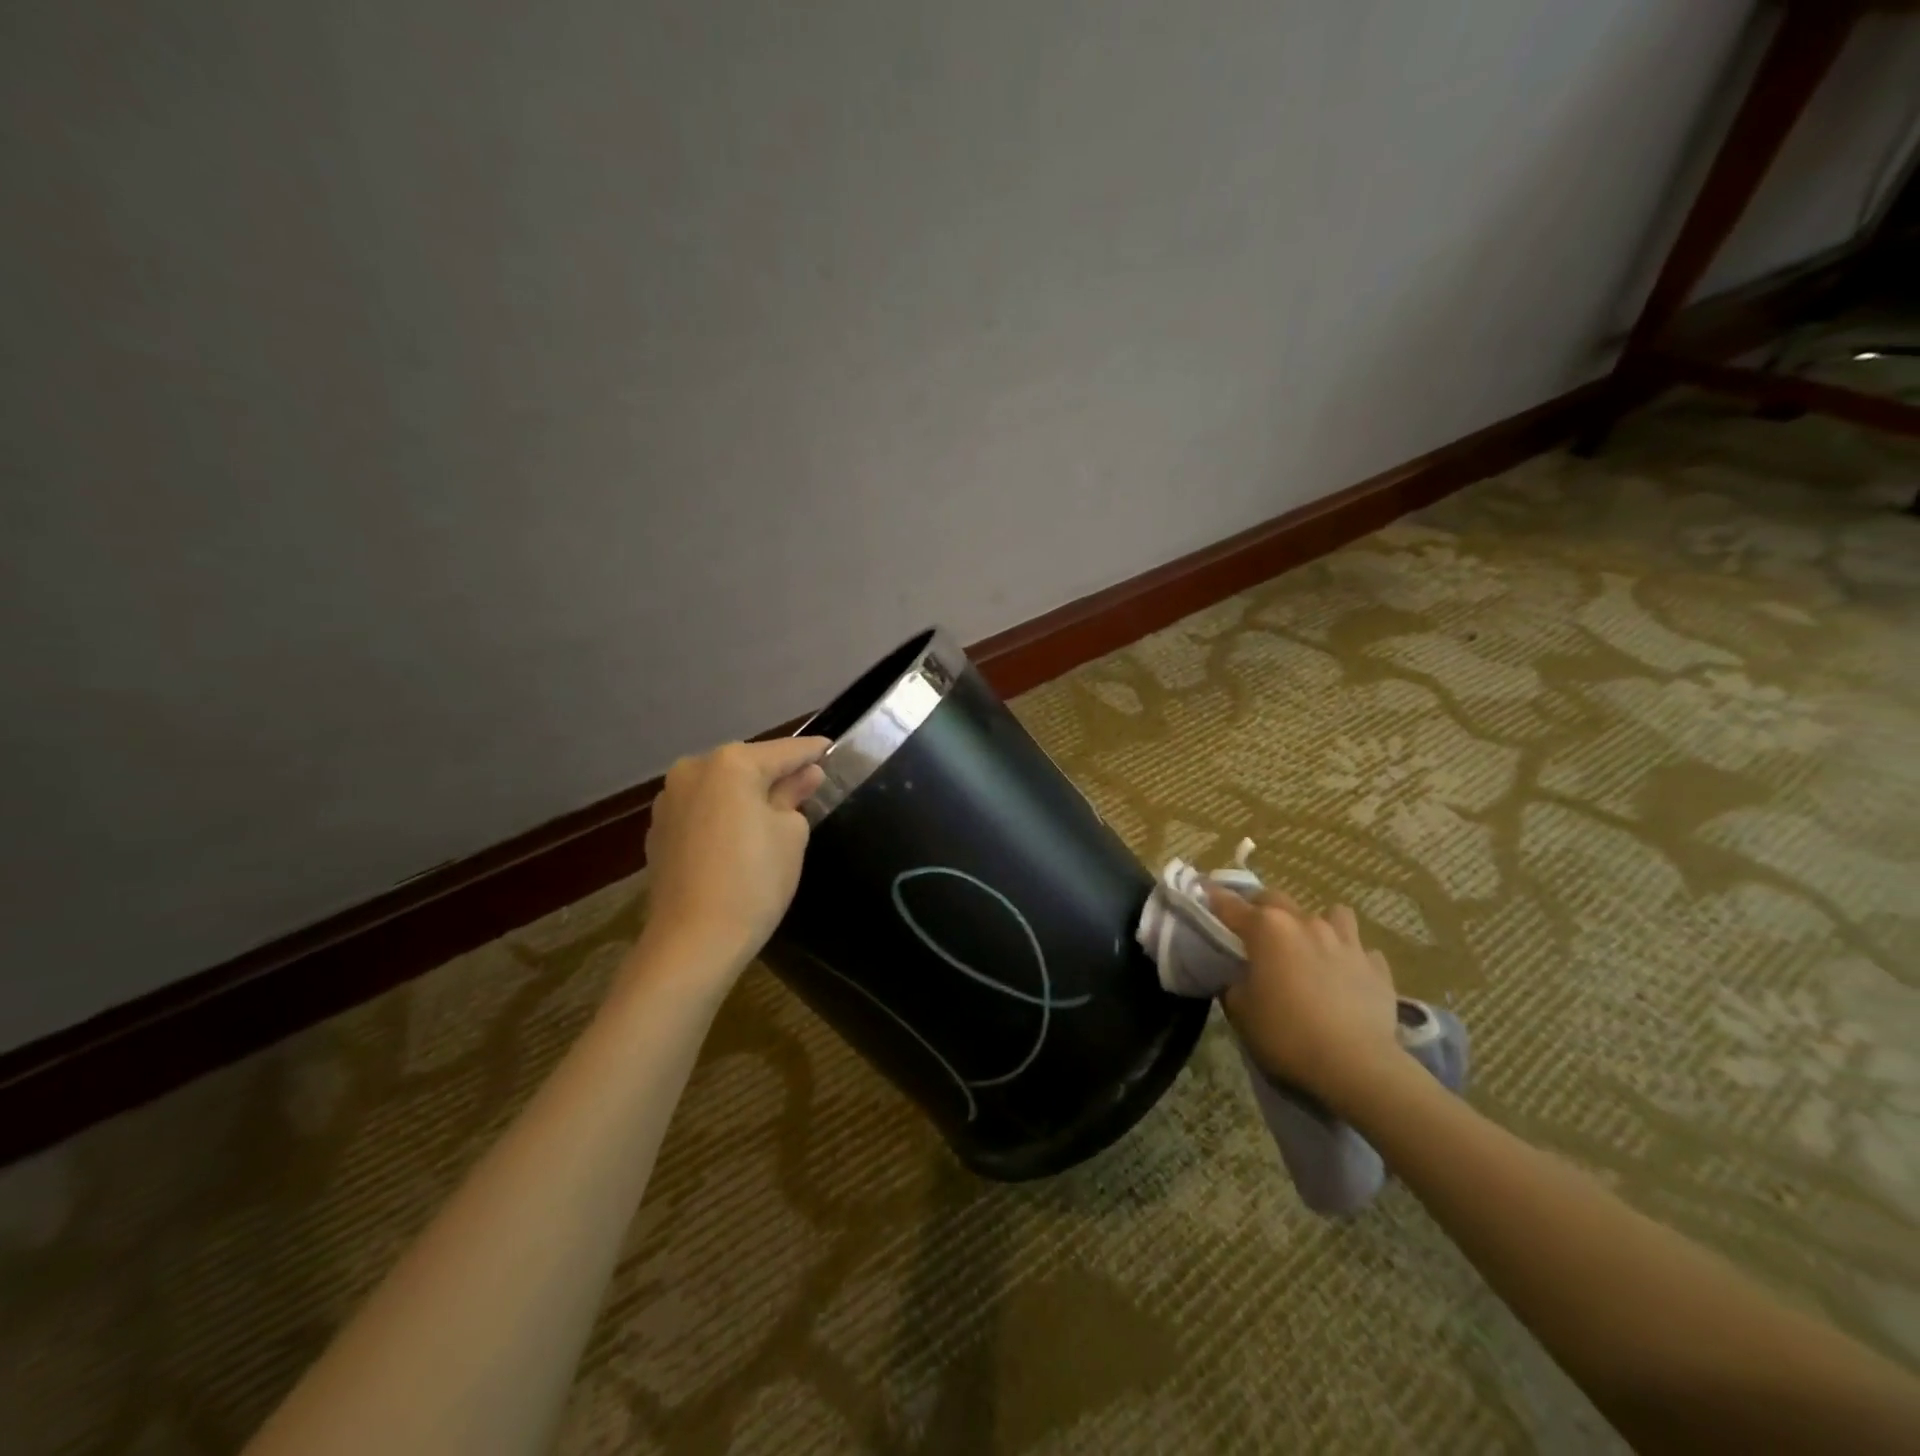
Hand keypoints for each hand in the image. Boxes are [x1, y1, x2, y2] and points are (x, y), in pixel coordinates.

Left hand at [639, 737, 829, 973]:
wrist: (693, 941)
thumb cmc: (755, 880)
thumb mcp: (790, 834)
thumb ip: (795, 795)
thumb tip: (804, 776)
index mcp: (730, 763)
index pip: (785, 751)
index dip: (812, 751)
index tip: (831, 748)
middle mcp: (693, 770)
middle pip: (747, 765)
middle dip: (776, 773)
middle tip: (807, 785)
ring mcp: (669, 800)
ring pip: (721, 787)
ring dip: (747, 794)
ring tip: (774, 812)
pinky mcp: (658, 831)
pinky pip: (702, 811)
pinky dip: (723, 815)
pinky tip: (739, 836)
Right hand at [1205, 887, 1402, 1114]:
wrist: (1356, 1065)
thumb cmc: (1287, 1034)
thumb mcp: (1241, 1012)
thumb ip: (1235, 984)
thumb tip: (1239, 977)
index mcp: (1266, 930)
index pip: (1230, 905)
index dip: (1214, 898)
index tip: (1204, 892)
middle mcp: (1305, 924)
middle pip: (1276, 899)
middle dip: (1262, 908)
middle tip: (1255, 930)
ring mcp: (1346, 942)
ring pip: (1333, 914)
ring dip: (1318, 924)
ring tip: (1311, 947)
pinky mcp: (1377, 967)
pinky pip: (1362, 951)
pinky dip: (1352, 958)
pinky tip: (1347, 976)